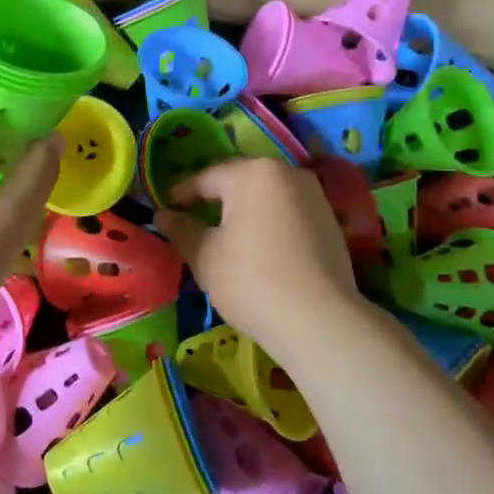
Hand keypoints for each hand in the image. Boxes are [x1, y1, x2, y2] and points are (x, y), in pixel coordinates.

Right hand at [155, 157, 359, 356]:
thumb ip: (181, 229)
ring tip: (225, 234)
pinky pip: (288, 213)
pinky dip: (269, 224)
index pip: (206, 177)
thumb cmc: (251, 279)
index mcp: (252, 172)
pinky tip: (259, 248)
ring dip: (244, 210)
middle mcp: (287, 173)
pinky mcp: (331, 222)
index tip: (164, 208)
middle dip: (215, 198)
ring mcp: (314, 196)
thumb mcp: (205, 255)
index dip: (182, 193)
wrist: (320, 321)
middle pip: (240, 181)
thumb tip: (163, 215)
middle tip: (192, 218)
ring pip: (267, 196)